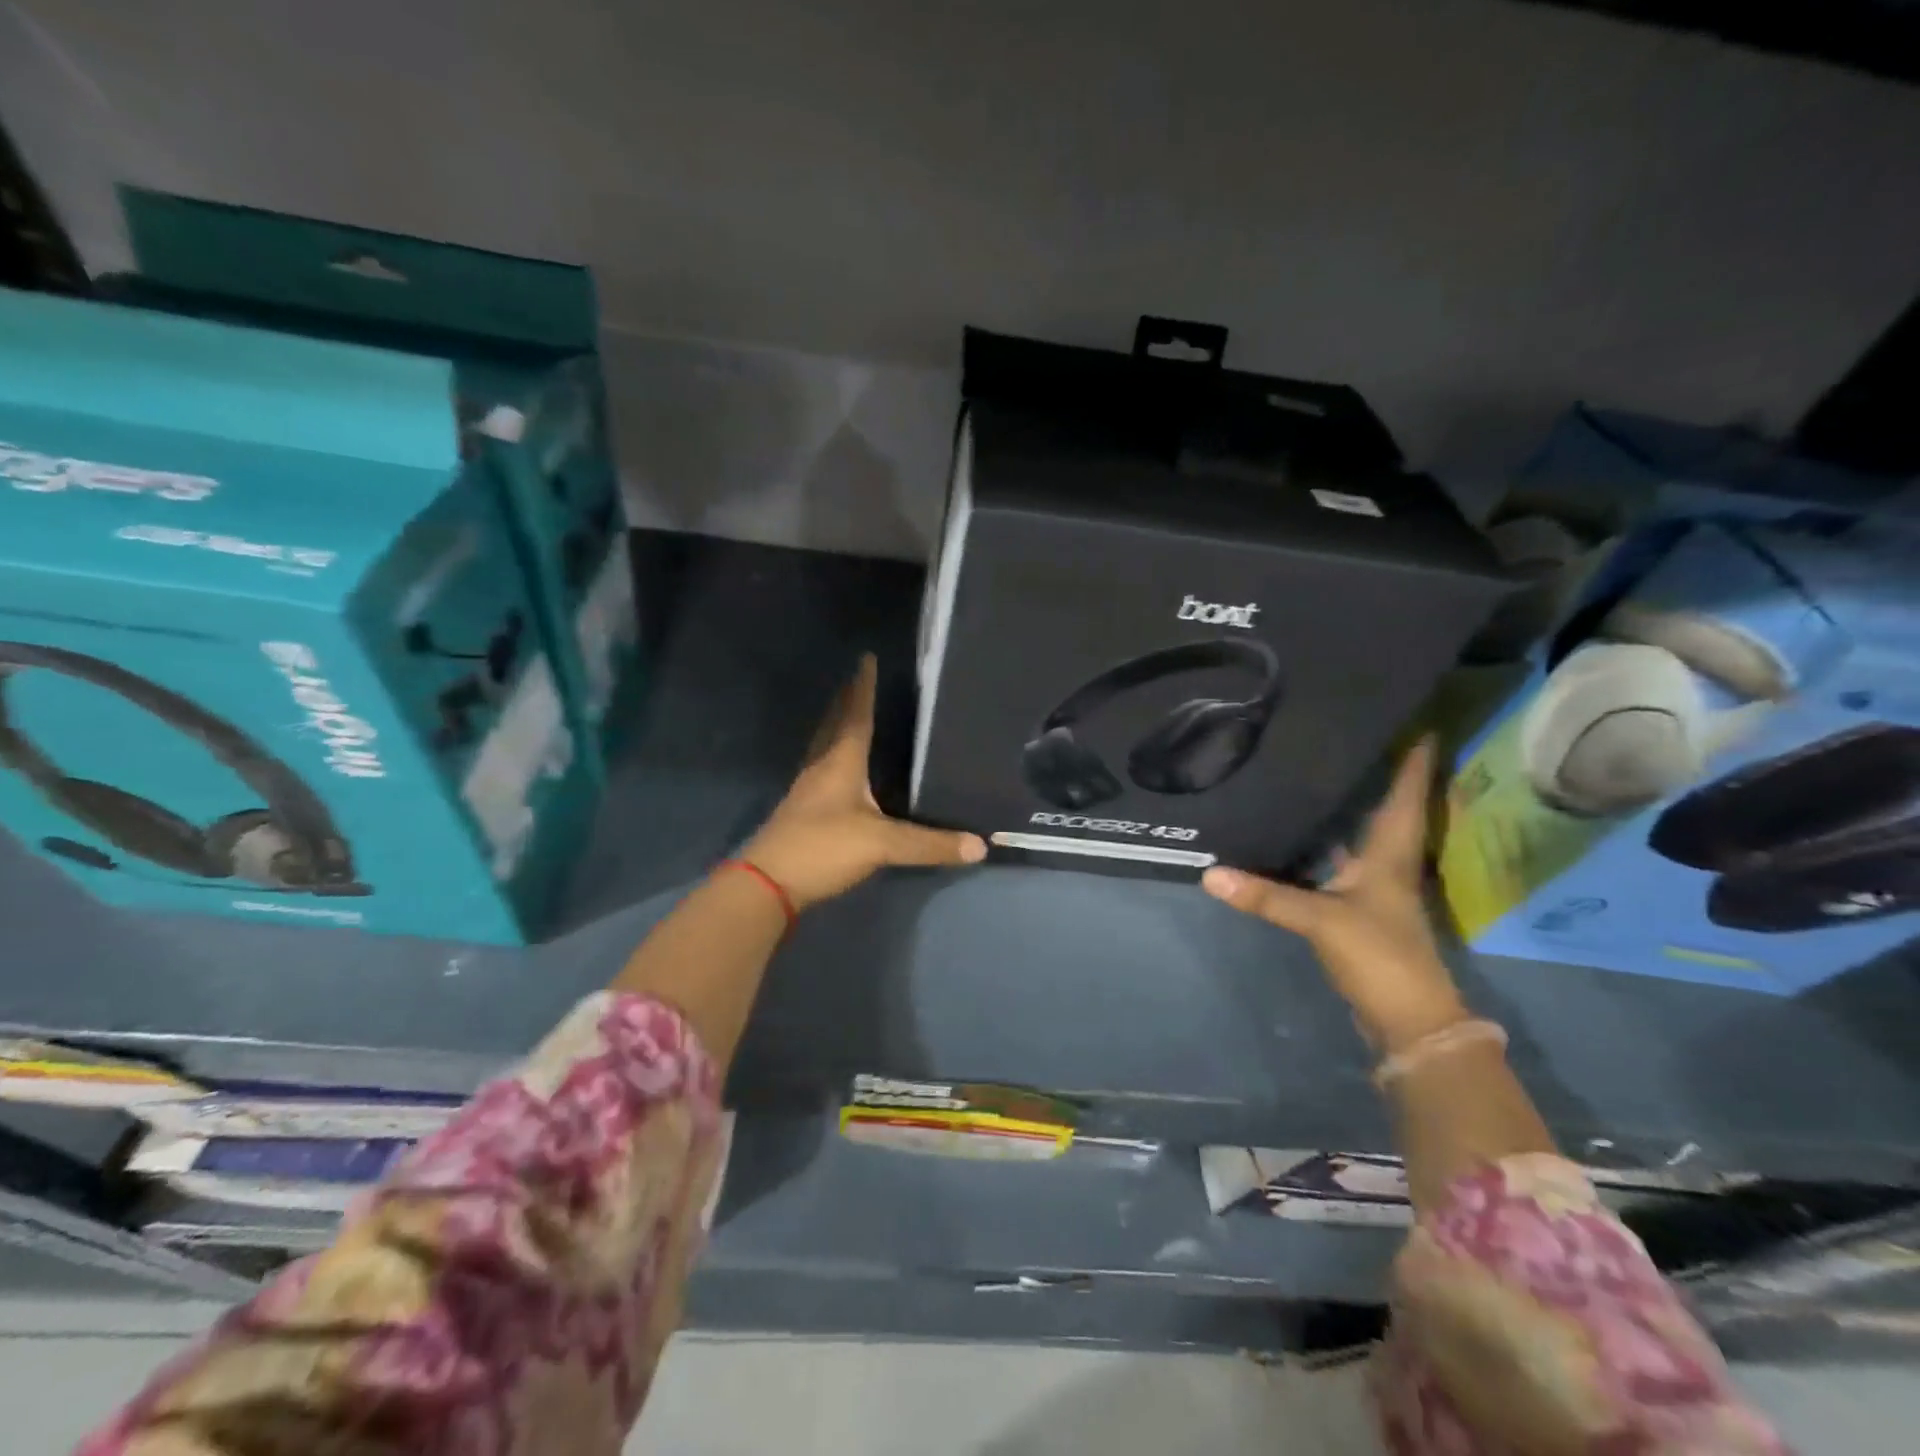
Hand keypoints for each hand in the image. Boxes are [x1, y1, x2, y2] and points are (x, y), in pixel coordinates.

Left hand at [743, 655, 985, 910]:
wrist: (767, 884)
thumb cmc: (823, 848)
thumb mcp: (881, 845)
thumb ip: (929, 844)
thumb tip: (979, 845)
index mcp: (840, 763)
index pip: (856, 716)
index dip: (863, 688)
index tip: (866, 658)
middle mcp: (821, 768)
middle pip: (834, 725)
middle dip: (847, 701)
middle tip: (857, 680)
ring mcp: (807, 790)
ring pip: (823, 747)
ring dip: (836, 726)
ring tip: (849, 715)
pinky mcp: (801, 812)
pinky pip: (820, 771)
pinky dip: (832, 758)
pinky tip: (840, 770)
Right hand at [1200, 740, 1466, 1051]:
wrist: (1407, 1019)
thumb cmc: (1379, 956)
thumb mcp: (1320, 920)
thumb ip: (1265, 895)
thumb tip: (1209, 873)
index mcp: (1390, 855)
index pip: (1406, 797)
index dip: (1414, 761)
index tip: (1417, 722)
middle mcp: (1386, 864)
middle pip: (1387, 809)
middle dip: (1378, 774)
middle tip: (1353, 736)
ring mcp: (1373, 888)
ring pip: (1360, 835)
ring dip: (1349, 808)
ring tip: (1321, 772)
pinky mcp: (1357, 908)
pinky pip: (1340, 861)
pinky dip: (1324, 844)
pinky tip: (1299, 832)